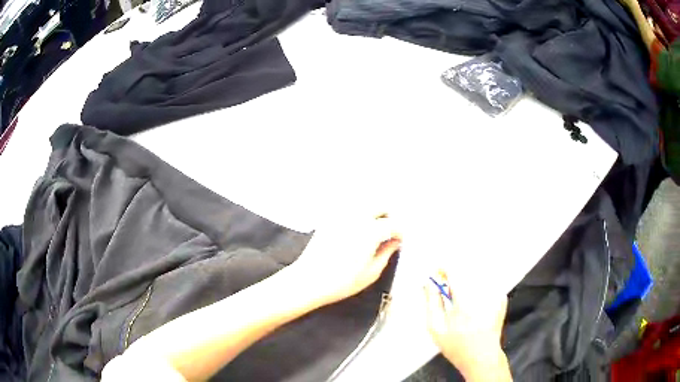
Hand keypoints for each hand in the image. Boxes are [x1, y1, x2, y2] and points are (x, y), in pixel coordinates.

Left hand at [291, 214, 401, 306]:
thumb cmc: (341, 282)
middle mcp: (357, 217)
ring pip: (365, 203)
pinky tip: (359, 228)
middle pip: (380, 205)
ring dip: (375, 212)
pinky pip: (350, 208)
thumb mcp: (371, 272)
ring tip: (377, 229)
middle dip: (389, 215)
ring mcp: (341, 215)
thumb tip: (395, 242)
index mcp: (370, 231)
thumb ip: (387, 253)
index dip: (400, 232)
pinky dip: (359, 213)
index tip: (401, 240)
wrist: (309, 280)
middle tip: (391, 231)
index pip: (393, 224)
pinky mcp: (330, 219)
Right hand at [424, 272, 511, 381]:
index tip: (438, 272)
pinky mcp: (501, 297)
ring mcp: (495, 295)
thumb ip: (432, 302)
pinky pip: (487, 282)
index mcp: (465, 302)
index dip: (444, 268)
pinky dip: (478, 286)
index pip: (455, 271)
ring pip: (478, 274)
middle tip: (448, 288)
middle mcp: (483, 294)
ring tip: (460, 296)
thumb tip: (428, 282)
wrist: (482, 357)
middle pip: (467, 270)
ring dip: (466, 279)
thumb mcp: (436, 328)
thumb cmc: (456, 345)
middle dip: (455, 274)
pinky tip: (474, 301)